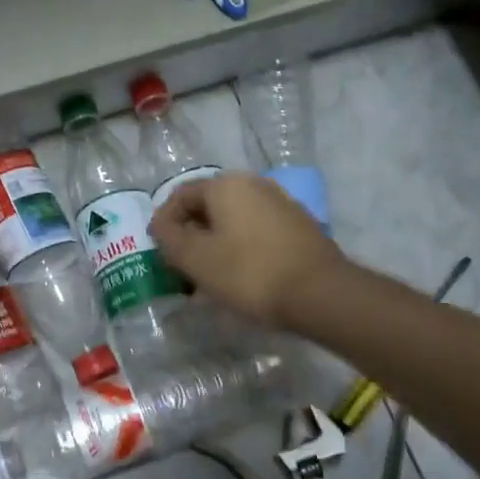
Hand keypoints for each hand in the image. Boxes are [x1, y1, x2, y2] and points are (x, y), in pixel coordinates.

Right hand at [150, 173, 344, 328]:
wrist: (321, 294)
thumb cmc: (249, 273)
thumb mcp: (195, 258)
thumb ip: (170, 237)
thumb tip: (161, 225)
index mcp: (226, 185)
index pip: (180, 195)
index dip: (163, 222)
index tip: (159, 251)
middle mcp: (255, 184)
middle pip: (209, 206)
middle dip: (190, 233)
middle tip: (181, 265)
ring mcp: (282, 204)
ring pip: (234, 219)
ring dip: (215, 242)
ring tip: (209, 275)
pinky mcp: (300, 226)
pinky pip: (257, 231)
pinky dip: (241, 247)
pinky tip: (241, 275)